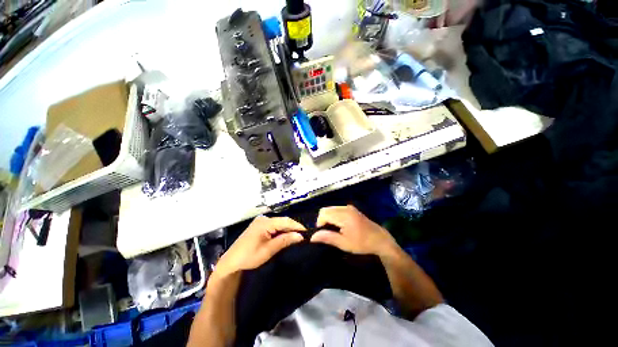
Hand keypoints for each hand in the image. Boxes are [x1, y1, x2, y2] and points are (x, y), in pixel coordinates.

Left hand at [213, 216, 304, 278]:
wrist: (231, 263)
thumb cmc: (249, 257)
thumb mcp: (268, 250)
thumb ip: (285, 240)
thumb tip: (300, 236)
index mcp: (265, 222)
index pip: (286, 221)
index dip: (297, 226)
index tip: (307, 232)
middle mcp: (263, 219)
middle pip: (282, 221)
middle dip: (293, 228)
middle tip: (303, 236)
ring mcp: (260, 221)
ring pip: (279, 223)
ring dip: (287, 230)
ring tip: (296, 236)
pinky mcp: (259, 226)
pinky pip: (274, 226)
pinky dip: (280, 231)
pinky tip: (285, 236)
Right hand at [311, 205, 397, 255]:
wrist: (380, 239)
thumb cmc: (362, 243)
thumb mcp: (344, 243)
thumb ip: (327, 238)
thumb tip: (312, 237)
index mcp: (344, 215)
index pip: (324, 213)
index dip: (319, 223)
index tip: (323, 233)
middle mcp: (345, 208)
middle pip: (326, 209)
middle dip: (323, 220)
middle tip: (328, 232)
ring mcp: (349, 207)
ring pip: (331, 209)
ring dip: (328, 218)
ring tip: (333, 229)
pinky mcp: (351, 209)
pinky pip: (336, 209)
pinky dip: (333, 216)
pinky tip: (339, 225)